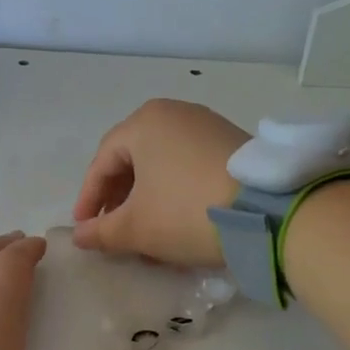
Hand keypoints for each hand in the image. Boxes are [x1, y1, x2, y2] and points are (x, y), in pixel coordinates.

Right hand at [72, 99, 245, 266]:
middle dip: (119, 197)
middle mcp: (174, 113)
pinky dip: (174, 190)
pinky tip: (178, 218)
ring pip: (162, 163)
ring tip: (145, 230)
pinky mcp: (233, 143)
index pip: (102, 162)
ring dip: (147, 197)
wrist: (270, 212)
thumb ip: (101, 232)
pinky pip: (189, 164)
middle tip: (113, 228)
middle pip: (132, 158)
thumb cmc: (187, 211)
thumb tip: (79, 236)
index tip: (85, 228)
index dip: (89, 198)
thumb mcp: (137, 228)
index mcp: (144, 123)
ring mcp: (207, 125)